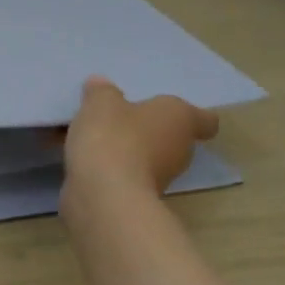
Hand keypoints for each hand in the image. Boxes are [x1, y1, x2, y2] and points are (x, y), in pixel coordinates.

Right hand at [60, 75, 218, 206]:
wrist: (104, 196)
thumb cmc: (114, 136)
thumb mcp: (101, 102)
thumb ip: (101, 91)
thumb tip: (101, 85)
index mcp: (179, 119)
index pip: (205, 120)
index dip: (194, 115)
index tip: (171, 110)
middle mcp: (178, 150)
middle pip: (170, 136)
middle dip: (147, 128)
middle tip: (119, 115)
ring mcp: (159, 179)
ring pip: (144, 156)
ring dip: (124, 148)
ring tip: (91, 134)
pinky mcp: (135, 198)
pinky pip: (121, 173)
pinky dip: (106, 166)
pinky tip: (79, 156)